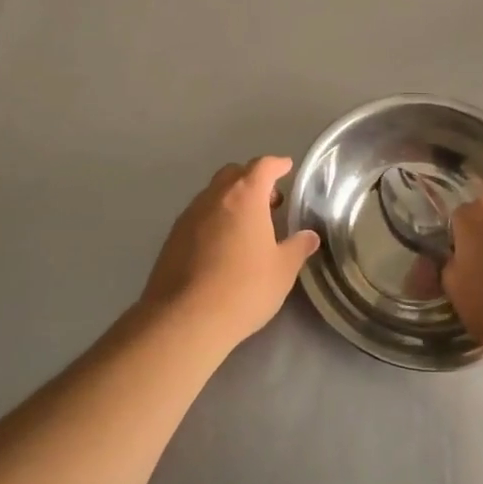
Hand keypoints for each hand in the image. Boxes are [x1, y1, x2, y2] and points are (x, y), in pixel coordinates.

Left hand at [141, 157, 320, 353]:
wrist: (184, 319)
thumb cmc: (243, 288)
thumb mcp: (282, 270)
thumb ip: (297, 248)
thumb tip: (309, 236)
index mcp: (245, 196)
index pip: (262, 166)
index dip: (277, 164)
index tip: (287, 167)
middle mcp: (214, 197)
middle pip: (234, 174)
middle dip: (252, 180)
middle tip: (269, 201)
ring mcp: (189, 215)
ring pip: (213, 194)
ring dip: (231, 200)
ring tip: (247, 225)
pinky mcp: (172, 237)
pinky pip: (198, 216)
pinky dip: (214, 219)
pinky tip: (222, 245)